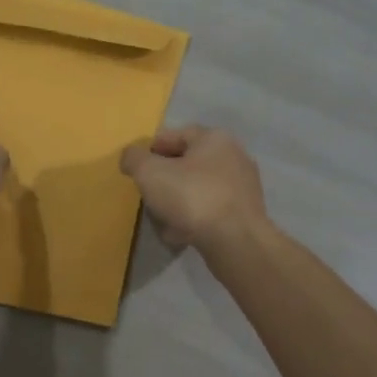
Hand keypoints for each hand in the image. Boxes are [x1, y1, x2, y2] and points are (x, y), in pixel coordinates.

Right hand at [120, 126, 268, 254]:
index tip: (135, 168)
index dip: (151, 149)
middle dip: (165, 178)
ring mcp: (243, 187)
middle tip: (147, 194)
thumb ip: (134, 159)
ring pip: (199, 189)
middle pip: (188, 163)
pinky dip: (194, 218)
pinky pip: (210, 210)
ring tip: (161, 219)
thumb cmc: (192, 197)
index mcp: (214, 138)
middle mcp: (234, 156)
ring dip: (178, 201)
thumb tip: (131, 157)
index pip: (175, 135)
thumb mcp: (150, 172)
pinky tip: (180, 233)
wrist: (235, 241)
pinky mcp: (245, 214)